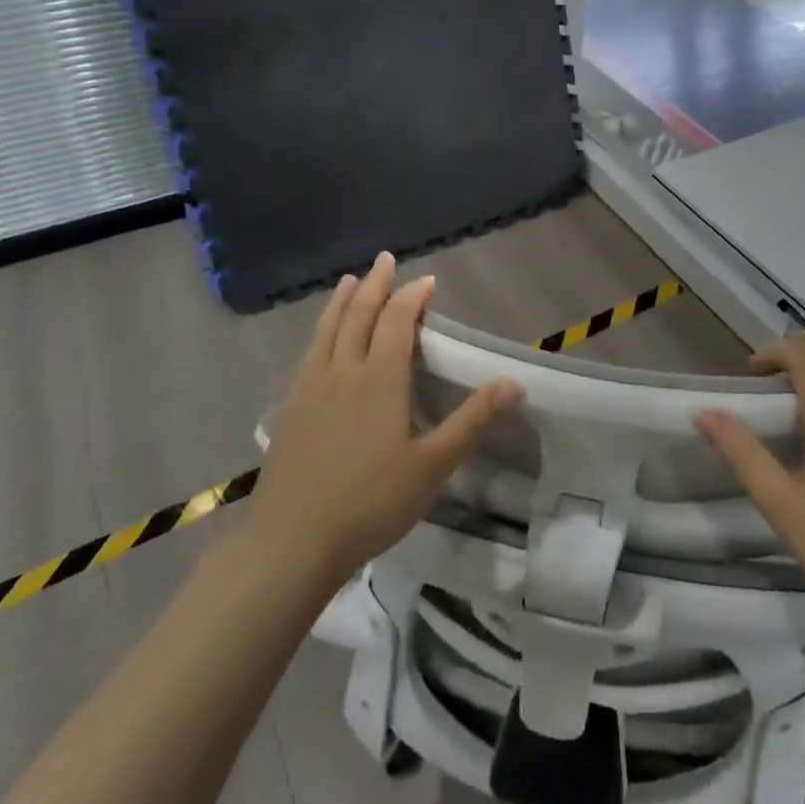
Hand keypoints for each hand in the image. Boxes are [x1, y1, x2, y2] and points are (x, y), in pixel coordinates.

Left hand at [246, 252, 521, 588]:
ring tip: (348, 281)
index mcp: (378, 379)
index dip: (412, 297)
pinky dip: (321, 330)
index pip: (396, 321)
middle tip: (384, 260)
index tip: (427, 281)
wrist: (291, 542)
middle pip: (358, 315)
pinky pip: (309, 352)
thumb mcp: (433, 466)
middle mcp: (342, 372)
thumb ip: (472, 421)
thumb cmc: (370, 503)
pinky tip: (321, 340)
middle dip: (374, 285)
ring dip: (341, 301)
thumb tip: (514, 383)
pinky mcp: (290, 409)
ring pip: (327, 330)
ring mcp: (309, 389)